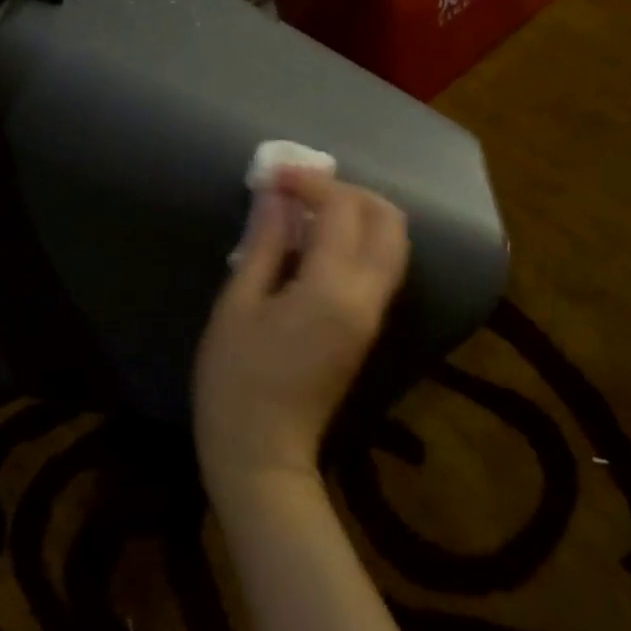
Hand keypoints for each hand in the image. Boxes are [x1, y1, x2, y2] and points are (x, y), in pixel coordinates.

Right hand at [195, 169, 409, 496]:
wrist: (263, 454)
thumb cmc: (236, 380)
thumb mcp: (238, 305)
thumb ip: (264, 244)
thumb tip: (276, 197)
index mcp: (333, 289)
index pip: (342, 210)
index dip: (310, 183)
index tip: (274, 176)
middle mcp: (368, 296)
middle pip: (388, 220)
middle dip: (349, 191)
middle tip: (302, 191)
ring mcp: (375, 314)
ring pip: (394, 243)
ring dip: (359, 213)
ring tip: (309, 212)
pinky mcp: (370, 327)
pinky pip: (381, 265)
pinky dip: (360, 239)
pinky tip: (317, 243)